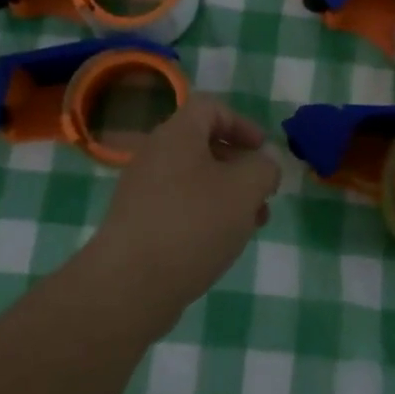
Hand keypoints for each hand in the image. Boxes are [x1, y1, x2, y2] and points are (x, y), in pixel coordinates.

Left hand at [86, 94, 281, 325]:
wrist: (129, 285)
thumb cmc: (193, 224)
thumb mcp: (244, 189)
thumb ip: (264, 168)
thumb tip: (265, 161)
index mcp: (177, 135)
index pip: (211, 108)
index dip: (242, 123)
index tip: (263, 151)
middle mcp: (155, 156)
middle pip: (204, 146)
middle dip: (240, 166)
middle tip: (264, 193)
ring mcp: (142, 192)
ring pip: (195, 181)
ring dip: (227, 195)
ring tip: (253, 224)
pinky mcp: (138, 225)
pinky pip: (179, 207)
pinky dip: (205, 216)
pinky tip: (222, 244)